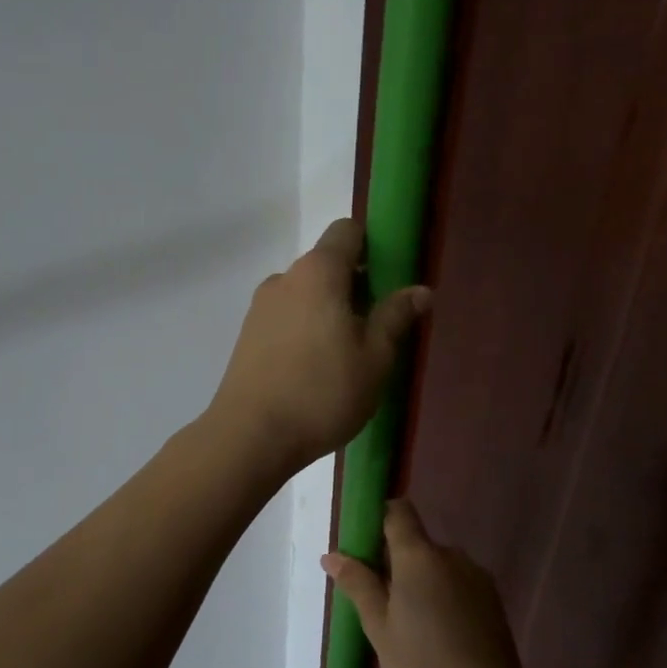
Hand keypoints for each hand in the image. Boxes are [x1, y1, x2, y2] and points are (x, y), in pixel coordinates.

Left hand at [207, 219, 430, 472]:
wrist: (249, 436)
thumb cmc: (322, 393)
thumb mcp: (374, 359)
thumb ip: (396, 317)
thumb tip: (419, 290)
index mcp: (318, 272)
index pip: (347, 231)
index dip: (372, 246)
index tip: (389, 280)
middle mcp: (284, 279)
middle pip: (326, 265)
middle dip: (353, 285)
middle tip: (375, 328)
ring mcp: (260, 307)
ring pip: (304, 294)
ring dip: (328, 311)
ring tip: (345, 356)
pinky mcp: (247, 335)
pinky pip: (285, 317)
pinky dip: (304, 329)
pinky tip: (314, 369)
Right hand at [323, 499, 526, 667]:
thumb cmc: (422, 663)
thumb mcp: (378, 626)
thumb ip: (358, 584)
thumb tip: (333, 555)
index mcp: (418, 556)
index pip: (397, 511)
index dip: (378, 519)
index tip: (364, 547)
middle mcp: (450, 555)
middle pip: (415, 543)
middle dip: (394, 562)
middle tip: (380, 602)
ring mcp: (475, 576)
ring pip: (436, 565)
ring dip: (419, 581)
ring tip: (410, 623)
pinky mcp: (492, 598)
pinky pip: (456, 582)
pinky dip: (442, 595)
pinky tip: (437, 632)